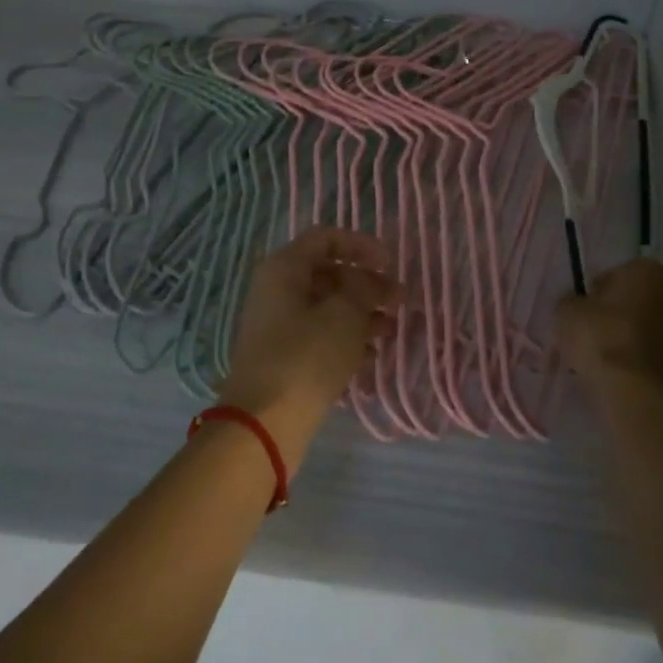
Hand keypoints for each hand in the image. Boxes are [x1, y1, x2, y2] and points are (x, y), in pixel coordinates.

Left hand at [220, 226, 399, 463]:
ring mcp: (277, 325)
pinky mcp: (283, 356)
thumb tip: (373, 279)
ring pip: (326, 306)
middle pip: (328, 273)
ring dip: (360, 314)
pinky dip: (345, 339)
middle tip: (398, 301)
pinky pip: (319, 335)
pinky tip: (370, 356)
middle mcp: (276, 290)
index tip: (390, 264)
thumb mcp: (345, 314)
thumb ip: (365, 287)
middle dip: (366, 284)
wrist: (264, 424)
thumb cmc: (306, 357)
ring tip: (389, 331)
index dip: (361, 245)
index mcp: (284, 268)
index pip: (325, 238)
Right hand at [558, 258, 662, 402]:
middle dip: (654, 307)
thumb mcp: (567, 313)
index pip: (628, 270)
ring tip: (646, 352)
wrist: (632, 387)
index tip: (594, 305)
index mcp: (646, 273)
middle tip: (626, 324)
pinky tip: (658, 378)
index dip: (610, 287)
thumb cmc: (598, 336)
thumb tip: (578, 306)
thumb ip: (575, 304)